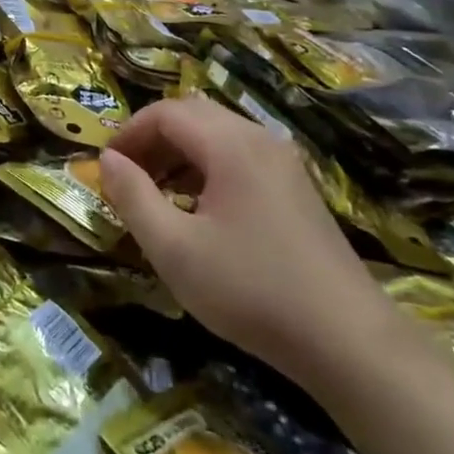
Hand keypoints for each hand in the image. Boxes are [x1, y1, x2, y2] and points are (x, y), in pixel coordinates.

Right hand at [99, 97, 397, 388]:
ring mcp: (284, 164)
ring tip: (156, 194)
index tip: (106, 166)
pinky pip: (240, 157)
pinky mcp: (297, 190)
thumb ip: (133, 197)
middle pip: (193, 115)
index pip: (166, 112)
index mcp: (231, 145)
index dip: (129, 132)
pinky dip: (207, 169)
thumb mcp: (174, 248)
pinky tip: (199, 211)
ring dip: (179, 154)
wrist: (347, 340)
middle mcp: (260, 140)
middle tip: (127, 177)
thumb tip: (107, 160)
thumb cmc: (250, 290)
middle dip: (152, 139)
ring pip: (218, 135)